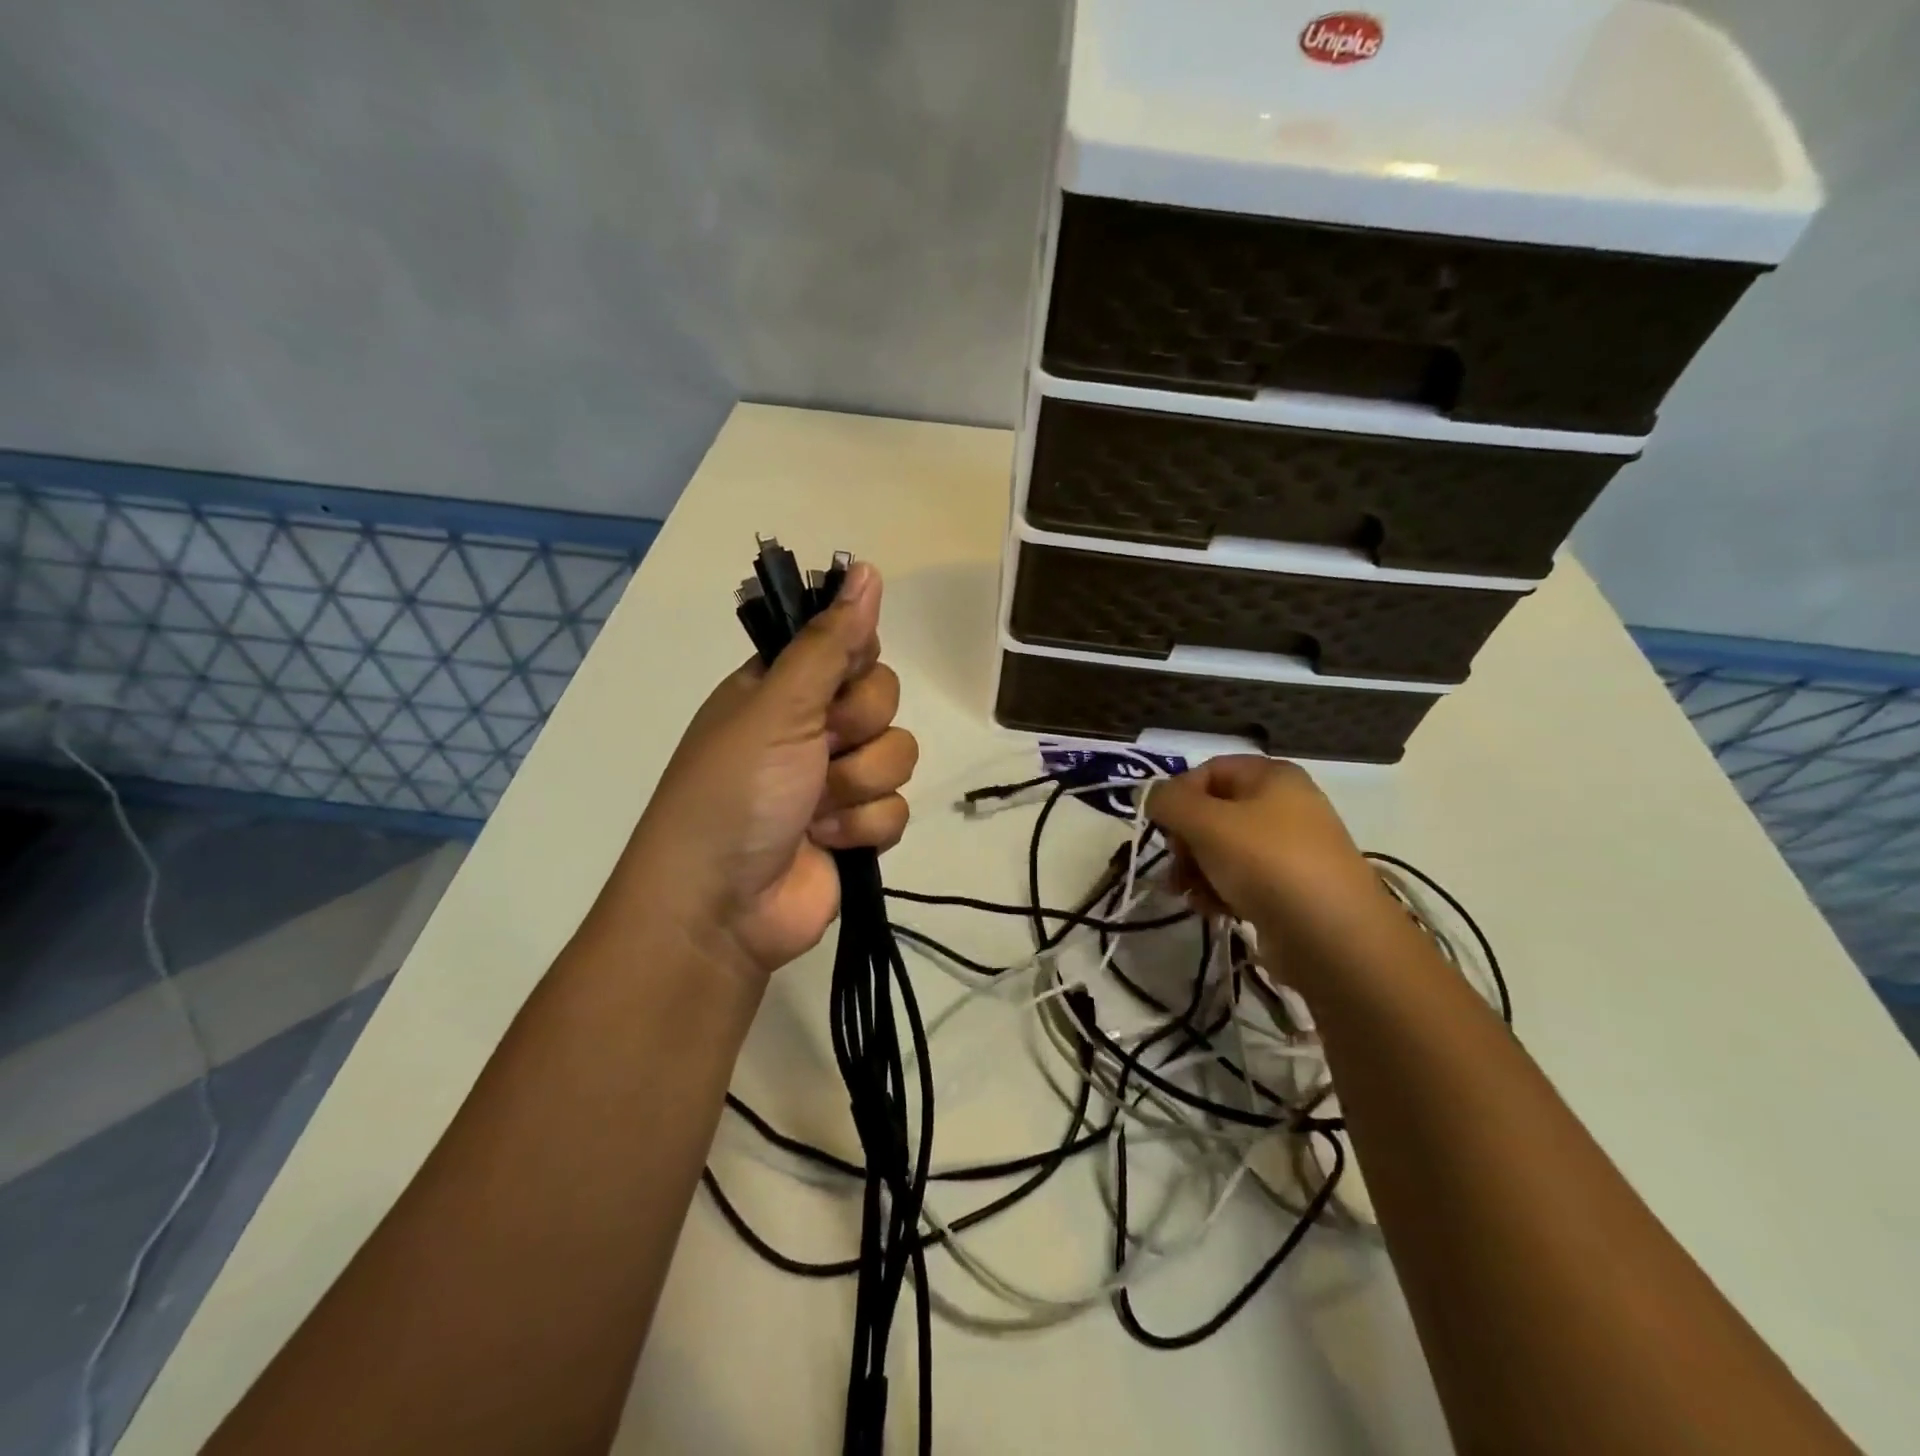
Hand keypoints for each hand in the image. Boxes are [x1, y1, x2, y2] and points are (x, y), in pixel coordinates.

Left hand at [623, 562, 917, 981]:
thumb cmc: (735, 792)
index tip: (841, 681)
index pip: (848, 646)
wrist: (721, 907)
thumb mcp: (778, 707)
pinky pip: (896, 808)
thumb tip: (869, 569)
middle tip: (820, 748)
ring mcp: (835, 781)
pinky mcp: (856, 829)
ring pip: (897, 754)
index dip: (855, 661)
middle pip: (882, 699)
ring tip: (816, 809)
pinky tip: (829, 841)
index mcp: (781, 689)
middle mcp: (810, 728)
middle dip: (857, 729)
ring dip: (859, 785)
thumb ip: (829, 643)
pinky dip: (864, 827)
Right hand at [1146, 756, 1401, 992]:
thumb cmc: (1266, 862)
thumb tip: (1149, 795)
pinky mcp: (1291, 890)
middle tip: (1177, 865)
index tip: (1162, 826)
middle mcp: (1285, 806)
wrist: (1333, 937)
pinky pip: (1242, 880)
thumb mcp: (1206, 822)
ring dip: (1196, 871)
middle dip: (1186, 841)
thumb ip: (1168, 801)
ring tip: (1189, 895)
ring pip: (1223, 850)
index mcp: (1272, 776)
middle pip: (1213, 812)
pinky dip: (1220, 891)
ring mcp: (1291, 850)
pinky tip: (1212, 910)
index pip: (1209, 771)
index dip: (1179, 795)